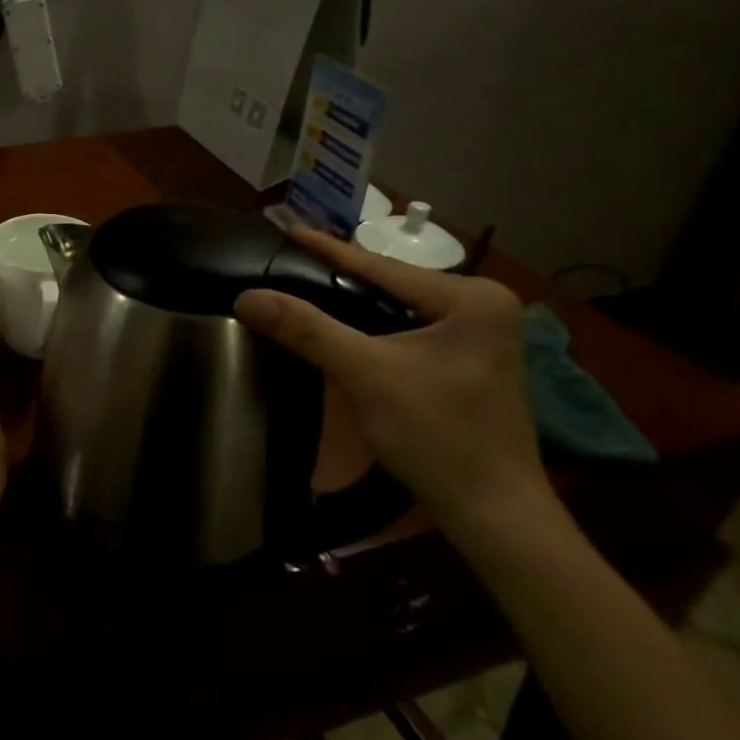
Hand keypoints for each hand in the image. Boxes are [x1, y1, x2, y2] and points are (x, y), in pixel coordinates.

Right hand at [234, 228, 551, 539]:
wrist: (492, 511)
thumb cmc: (436, 435)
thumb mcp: (365, 374)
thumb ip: (307, 329)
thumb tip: (247, 296)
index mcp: (472, 298)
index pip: (382, 266)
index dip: (328, 249)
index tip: (287, 228)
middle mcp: (484, 305)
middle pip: (392, 284)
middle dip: (339, 274)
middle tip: (290, 258)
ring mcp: (481, 334)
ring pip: (398, 307)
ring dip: (353, 301)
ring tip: (305, 283)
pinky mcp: (470, 360)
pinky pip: (409, 328)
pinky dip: (372, 326)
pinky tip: (341, 324)